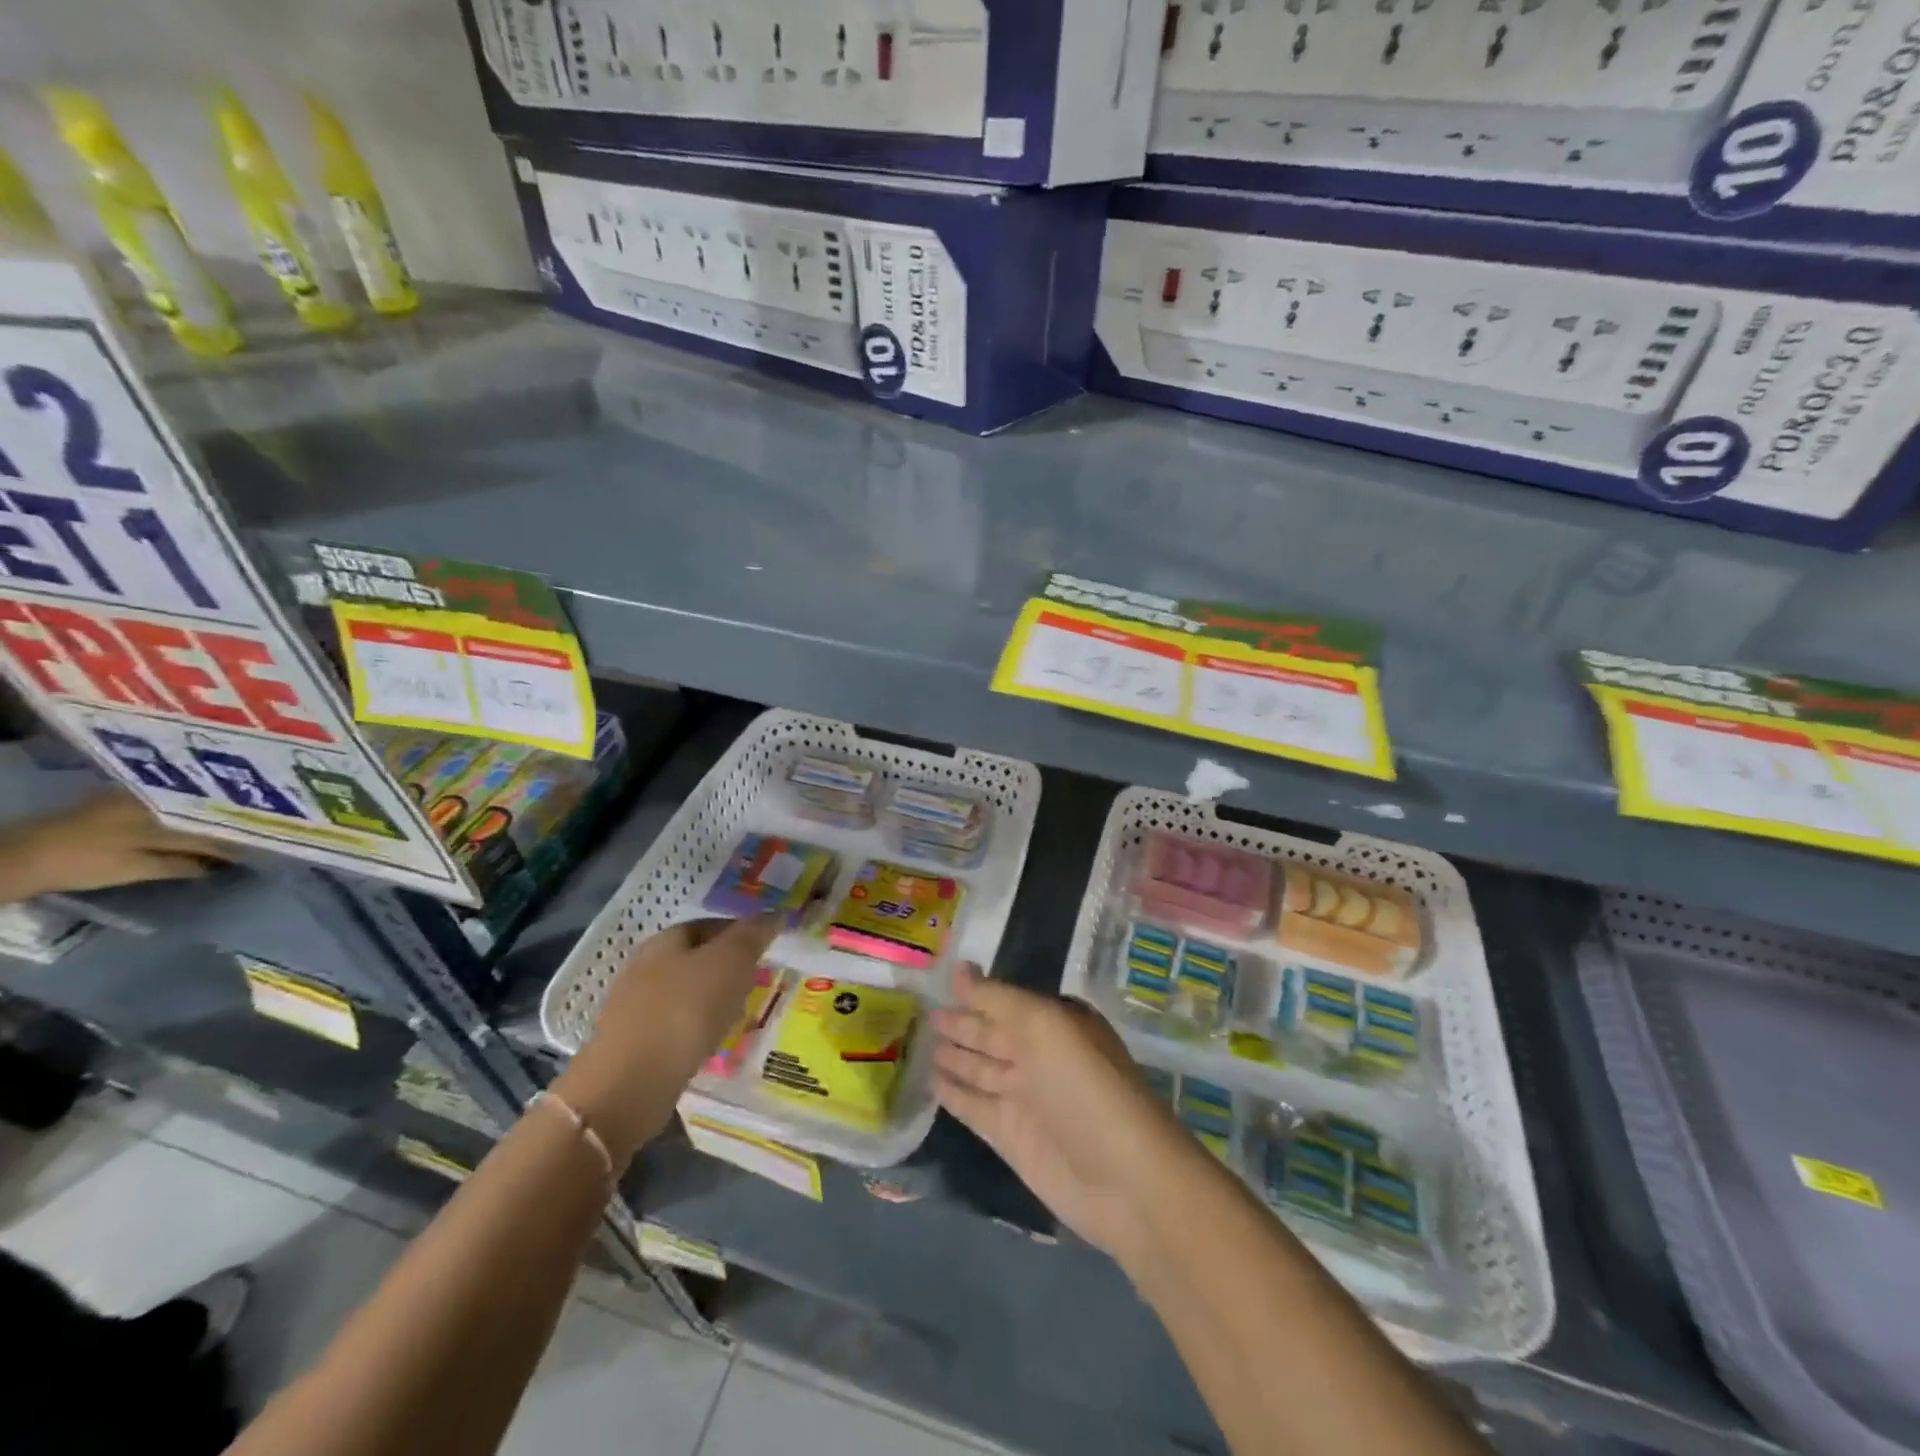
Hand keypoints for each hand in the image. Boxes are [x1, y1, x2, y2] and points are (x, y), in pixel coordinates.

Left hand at [0, 791, 232, 902]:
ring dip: (204, 820)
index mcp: (164, 811)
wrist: (19, 857)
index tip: (258, 848)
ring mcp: (135, 798)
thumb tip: (220, 865)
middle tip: (248, 837)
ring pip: (184, 808)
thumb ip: (181, 864)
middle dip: (224, 824)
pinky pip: (166, 807)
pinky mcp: (119, 802)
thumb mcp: (136, 868)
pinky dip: (182, 818)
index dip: (235, 838)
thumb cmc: (83, 862)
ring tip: (224, 831)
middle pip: (201, 812)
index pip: (212, 825)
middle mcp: (155, 798)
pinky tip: (190, 826)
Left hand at [553, 916, 781, 1165]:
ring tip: (740, 1016)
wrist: (628, 1087)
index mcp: (665, 941)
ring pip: (685, 995)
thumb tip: (777, 913)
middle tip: (759, 982)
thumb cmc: (683, 1011)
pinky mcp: (633, 1047)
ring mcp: (634, 1009)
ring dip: (713, 1001)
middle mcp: (644, 968)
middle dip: (727, 968)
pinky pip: (675, 1028)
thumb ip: (754, 935)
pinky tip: (711, 1044)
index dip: (740, 931)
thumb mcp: (730, 962)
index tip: (768, 948)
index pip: (709, 924)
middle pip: (695, 959)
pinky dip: (696, 1030)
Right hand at [932, 965, 1199, 1263]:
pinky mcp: (1011, 1138)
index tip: (940, 976)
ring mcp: (1025, 1099)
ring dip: (953, 1056)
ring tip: (917, 1042)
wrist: (1124, 1180)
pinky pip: (974, 1107)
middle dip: (961, 1023)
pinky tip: (929, 1081)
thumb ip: (997, 999)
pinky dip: (953, 1094)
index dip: (976, 991)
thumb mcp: (1044, 1026)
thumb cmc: (1085, 1087)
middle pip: (992, 1034)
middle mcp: (1040, 1056)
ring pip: (980, 1069)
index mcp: (1056, 1023)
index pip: (1007, 1000)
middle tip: (922, 1012)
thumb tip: (958, 968)